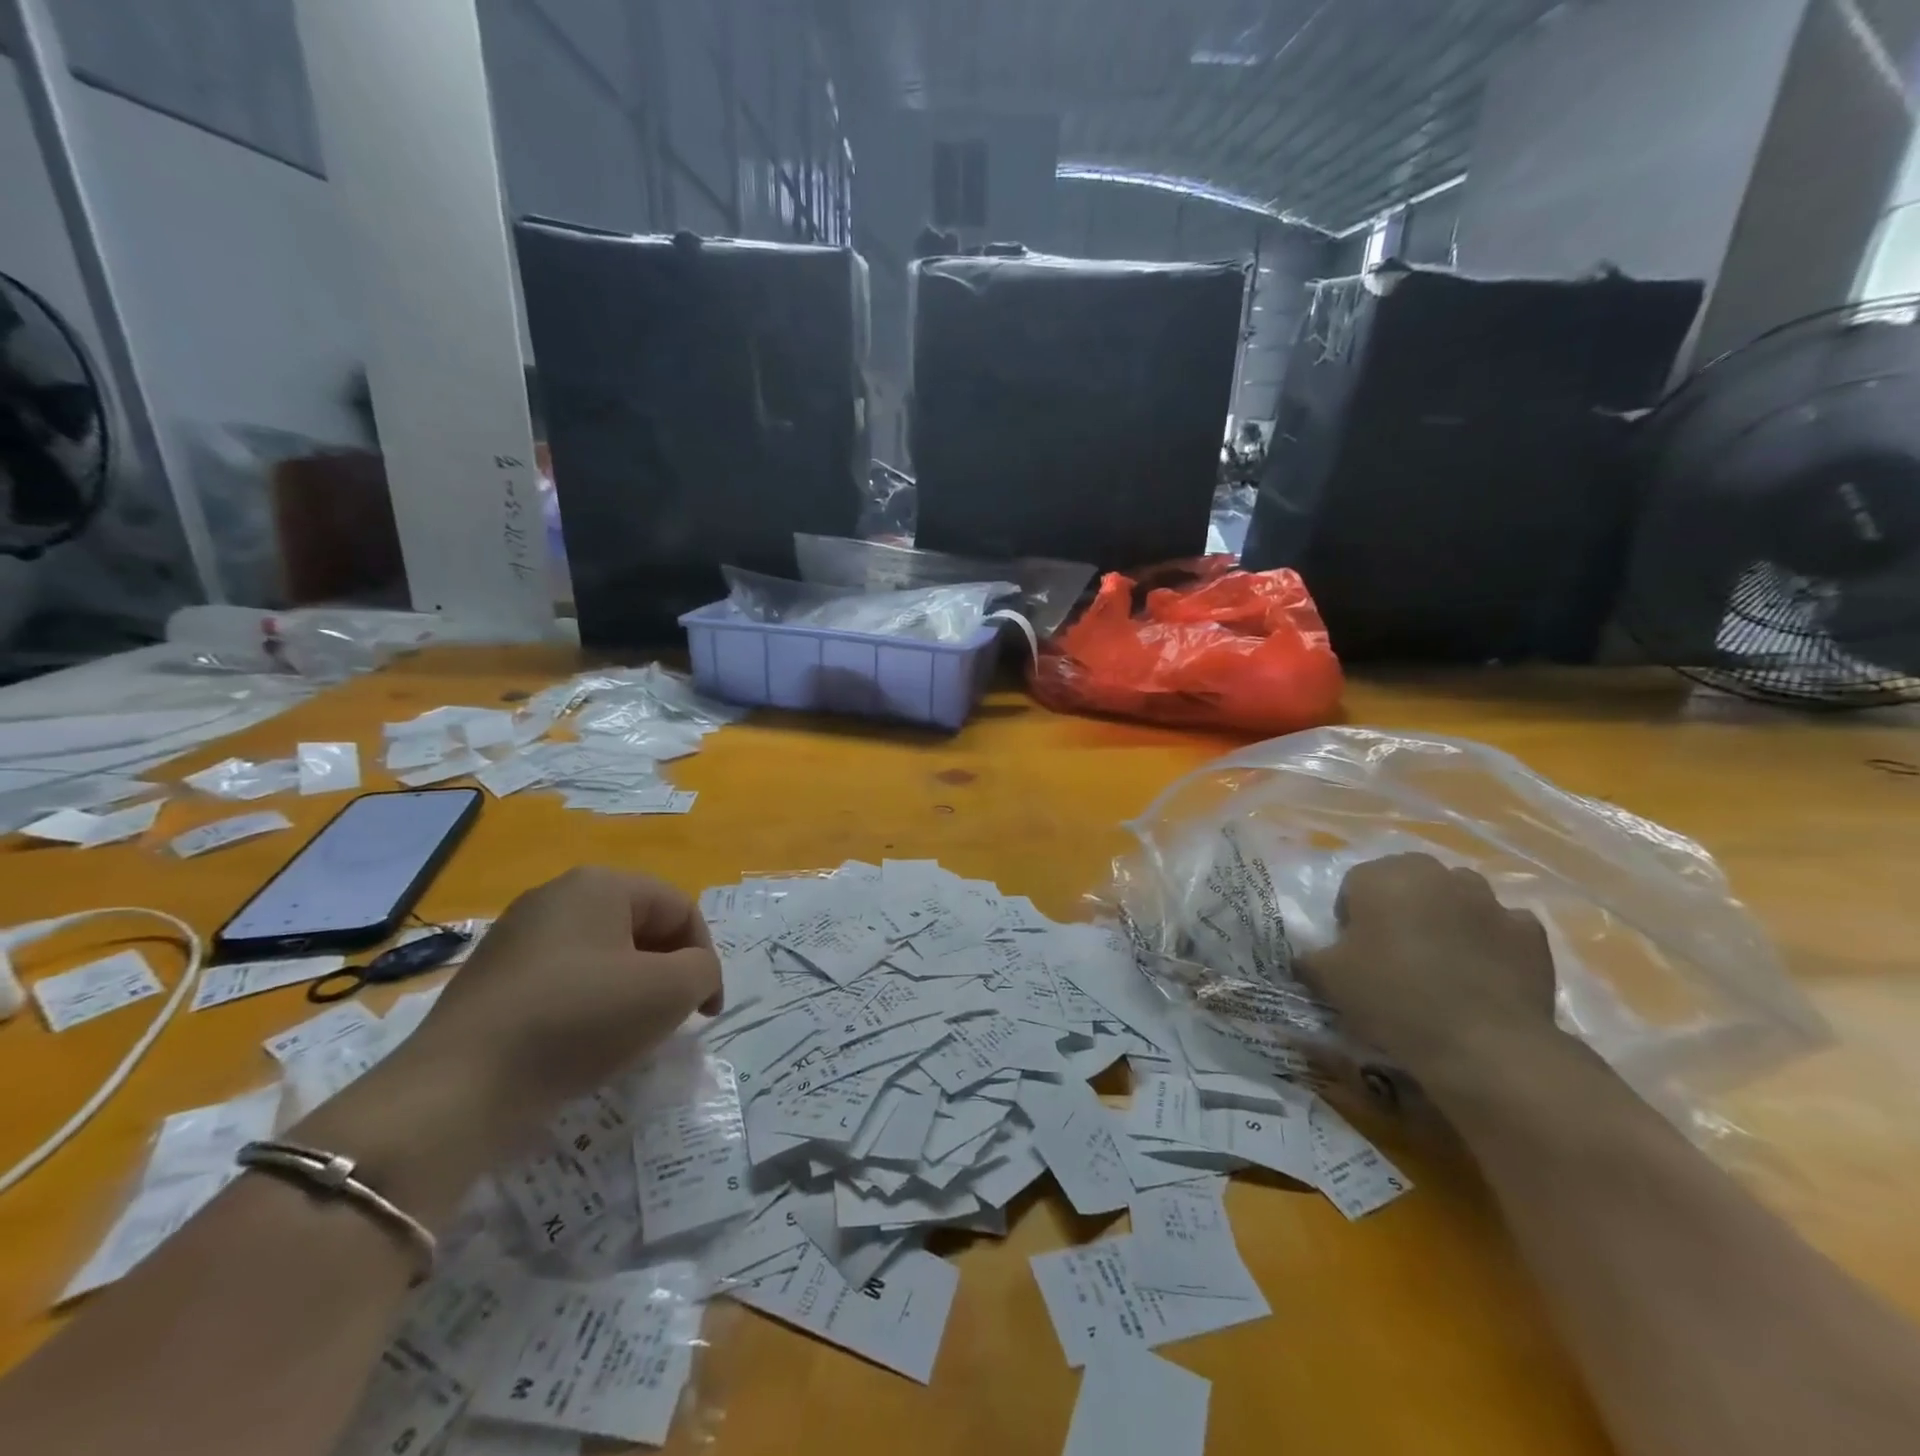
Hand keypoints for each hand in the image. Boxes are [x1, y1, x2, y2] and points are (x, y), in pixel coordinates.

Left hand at [397, 867, 721, 1142]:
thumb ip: (703, 970)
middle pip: (641, 927)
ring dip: (630, 989)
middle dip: (667, 971)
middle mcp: (557, 895)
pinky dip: (588, 1004)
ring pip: (603, 954)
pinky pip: (564, 979)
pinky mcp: (492, 976)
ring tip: (628, 1035)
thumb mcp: (669, 992)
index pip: (680, 909)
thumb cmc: (578, 1021)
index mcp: (601, 884)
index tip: (706, 1013)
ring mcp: (517, 934)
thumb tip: (691, 974)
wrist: (458, 1088)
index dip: (705, 958)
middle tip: (671, 1019)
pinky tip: (580, 1043)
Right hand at [1296, 853, 1558, 1083]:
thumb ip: (1309, 958)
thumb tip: (1306, 958)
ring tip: (1440, 966)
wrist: (1483, 1044)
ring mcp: (1490, 900)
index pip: (1355, 884)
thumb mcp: (1327, 978)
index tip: (1354, 953)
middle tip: (1394, 955)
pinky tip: (1482, 977)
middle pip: (1408, 883)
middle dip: (1400, 909)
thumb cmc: (1391, 996)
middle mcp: (1437, 874)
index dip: (1350, 918)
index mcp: (1384, 875)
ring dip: (1446, 920)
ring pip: (1457, 900)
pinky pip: (1500, 928)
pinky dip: (1490, 943)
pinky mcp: (1531, 933)